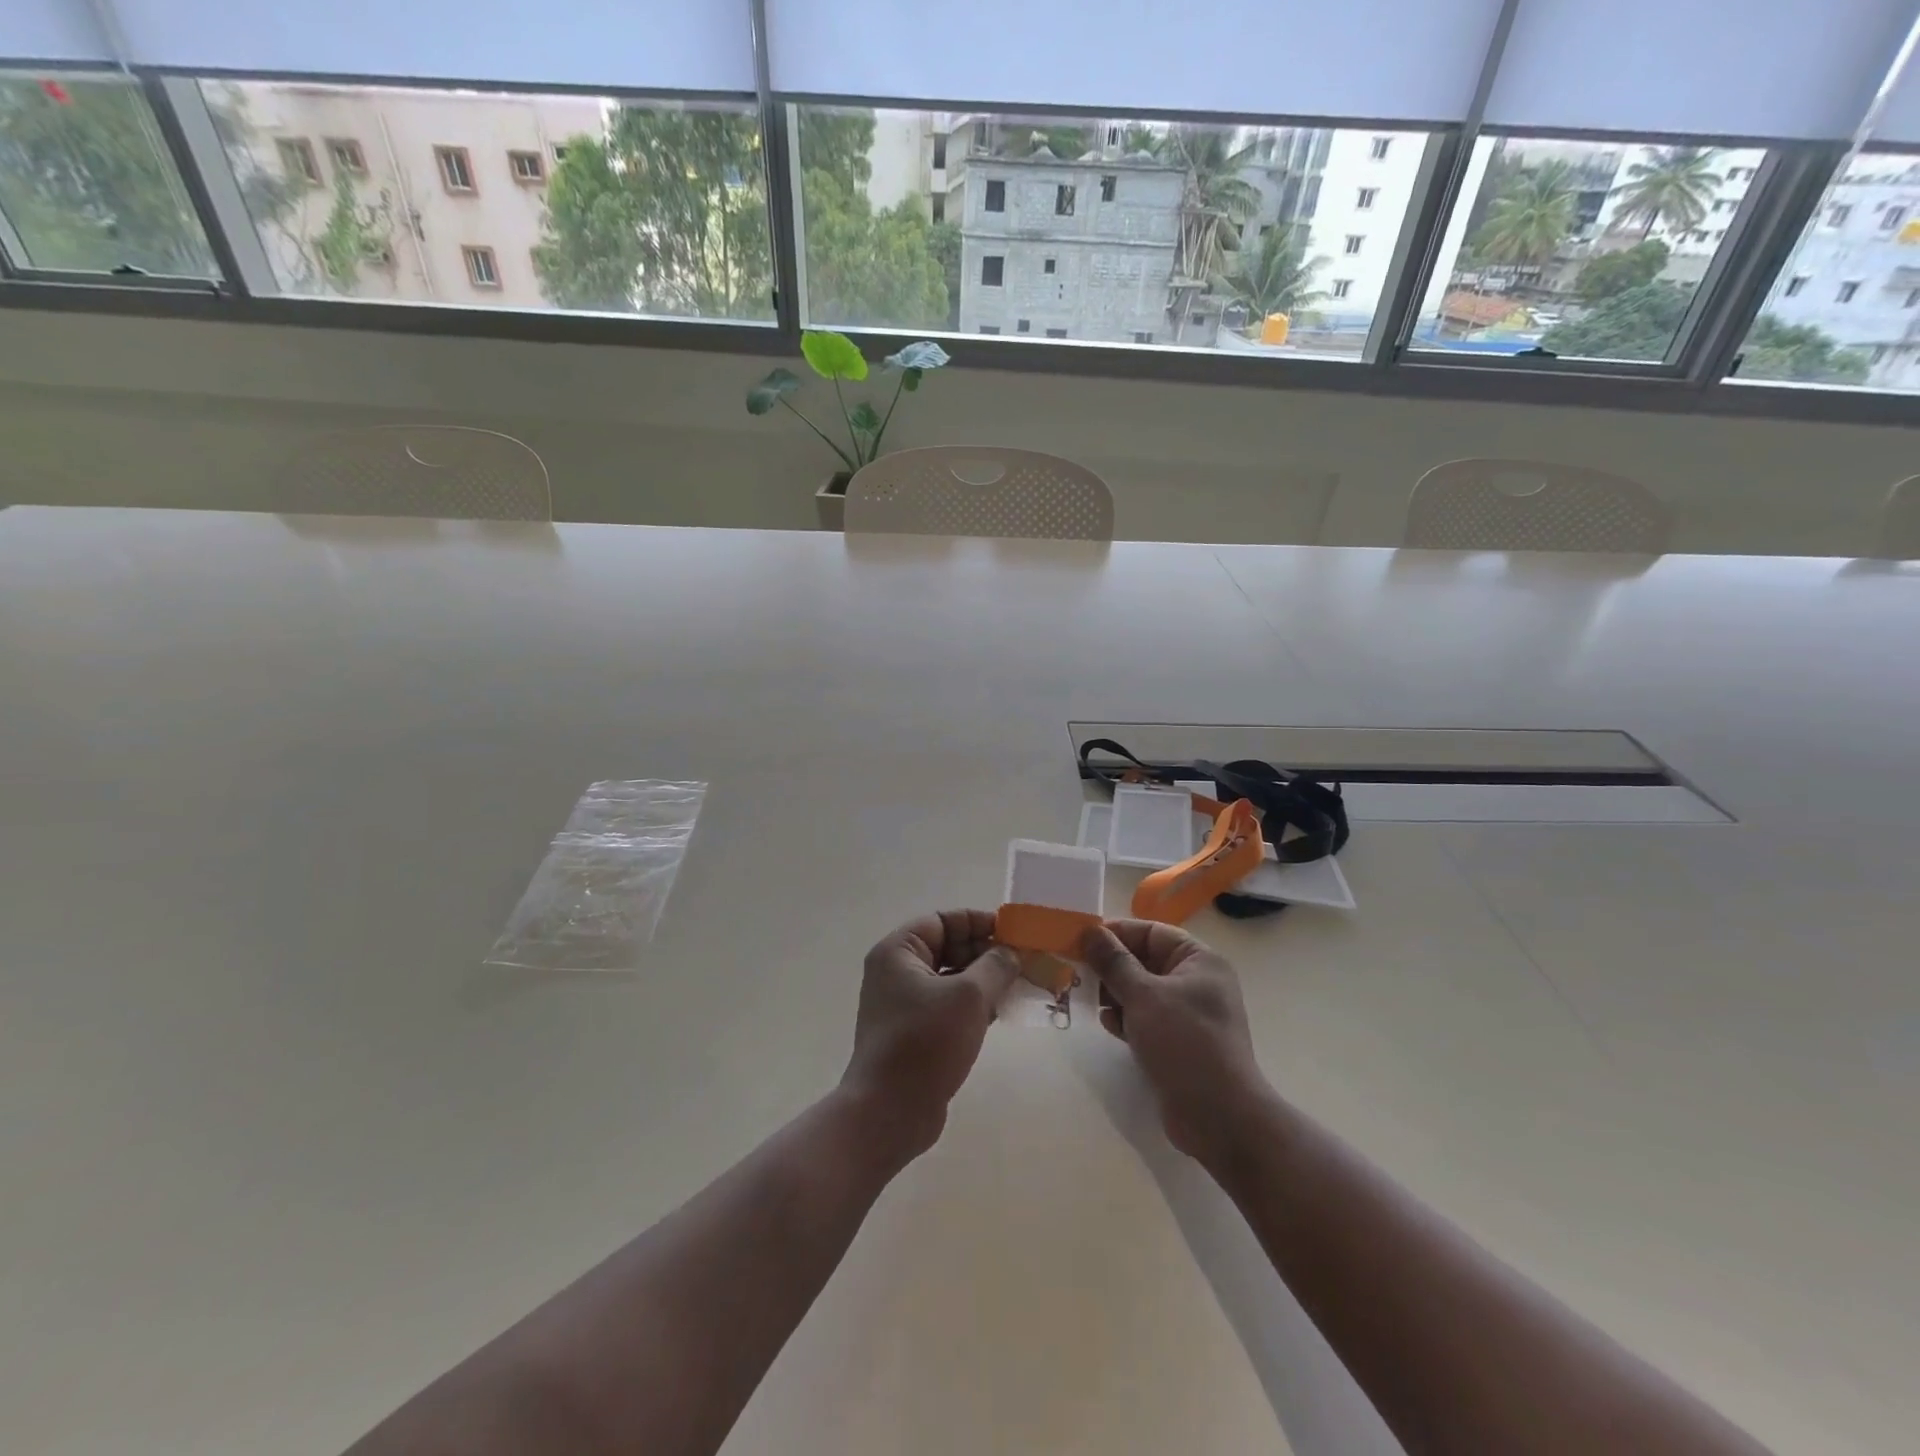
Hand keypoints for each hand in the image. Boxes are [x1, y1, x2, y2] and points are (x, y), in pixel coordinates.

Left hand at [840, 910, 1022, 1159]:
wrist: (889, 1112)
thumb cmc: (926, 1042)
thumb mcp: (969, 997)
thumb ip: (995, 966)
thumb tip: (1010, 952)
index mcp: (898, 952)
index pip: (943, 920)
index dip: (978, 922)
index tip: (1013, 934)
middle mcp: (896, 972)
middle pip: (947, 947)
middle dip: (985, 953)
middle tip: (1023, 962)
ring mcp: (903, 1004)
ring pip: (950, 978)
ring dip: (983, 980)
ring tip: (1019, 986)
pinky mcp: (913, 1032)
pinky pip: (947, 1005)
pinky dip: (973, 1005)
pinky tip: (1001, 1013)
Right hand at [1080, 920, 1272, 1166]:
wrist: (1219, 1117)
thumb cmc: (1184, 1043)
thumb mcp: (1143, 996)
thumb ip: (1114, 962)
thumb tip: (1090, 931)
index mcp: (1199, 961)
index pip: (1152, 933)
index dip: (1117, 933)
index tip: (1082, 939)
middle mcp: (1197, 982)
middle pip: (1145, 961)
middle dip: (1112, 966)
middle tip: (1076, 969)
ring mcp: (1190, 1014)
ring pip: (1143, 991)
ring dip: (1115, 993)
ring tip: (1087, 998)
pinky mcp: (1180, 1043)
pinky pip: (1146, 1019)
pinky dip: (1127, 1018)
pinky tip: (1108, 1025)